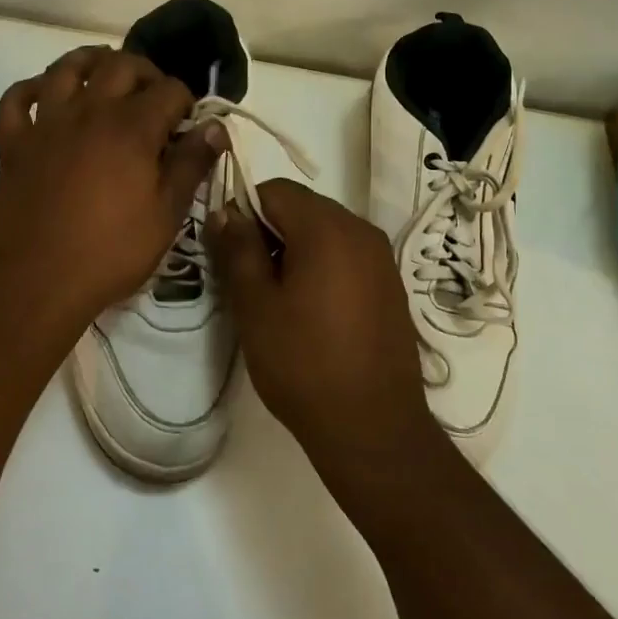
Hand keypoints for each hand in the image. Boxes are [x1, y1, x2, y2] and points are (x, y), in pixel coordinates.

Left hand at [0, 47, 221, 339]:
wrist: (36, 282)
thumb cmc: (111, 252)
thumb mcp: (167, 214)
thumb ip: (192, 164)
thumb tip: (215, 127)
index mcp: (132, 127)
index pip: (169, 89)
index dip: (186, 101)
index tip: (190, 123)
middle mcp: (89, 111)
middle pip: (120, 65)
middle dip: (145, 72)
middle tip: (154, 95)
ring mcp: (47, 124)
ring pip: (66, 68)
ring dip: (90, 61)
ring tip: (105, 74)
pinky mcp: (14, 143)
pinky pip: (16, 100)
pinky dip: (31, 89)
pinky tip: (46, 96)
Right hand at [205, 179, 439, 473]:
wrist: (373, 428)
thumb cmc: (303, 363)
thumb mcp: (255, 305)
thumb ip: (239, 249)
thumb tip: (226, 211)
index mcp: (327, 228)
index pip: (276, 190)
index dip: (245, 210)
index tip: (230, 250)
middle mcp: (361, 230)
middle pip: (303, 207)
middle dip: (271, 231)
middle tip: (249, 278)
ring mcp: (381, 258)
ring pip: (325, 231)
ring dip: (296, 249)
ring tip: (278, 299)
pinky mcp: (391, 284)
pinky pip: (347, 255)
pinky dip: (323, 266)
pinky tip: (312, 311)